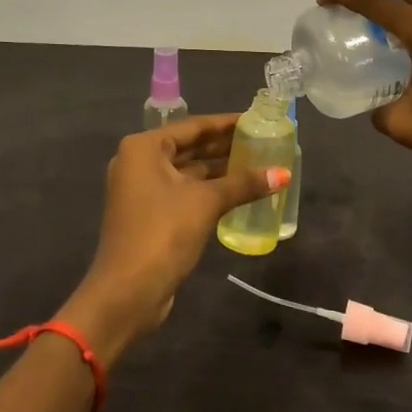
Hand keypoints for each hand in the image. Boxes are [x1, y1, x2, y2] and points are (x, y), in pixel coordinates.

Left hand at [58, 114, 288, 367]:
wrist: (127, 292)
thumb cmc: (162, 233)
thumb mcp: (205, 203)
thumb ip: (243, 184)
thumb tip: (283, 173)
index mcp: (144, 148)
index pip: (193, 126)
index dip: (226, 123)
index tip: (255, 119)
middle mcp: (139, 162)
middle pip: (189, 147)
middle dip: (224, 146)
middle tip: (261, 141)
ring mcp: (142, 190)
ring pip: (187, 171)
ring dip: (219, 169)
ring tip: (257, 163)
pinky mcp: (149, 214)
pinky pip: (184, 191)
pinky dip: (208, 189)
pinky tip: (238, 191)